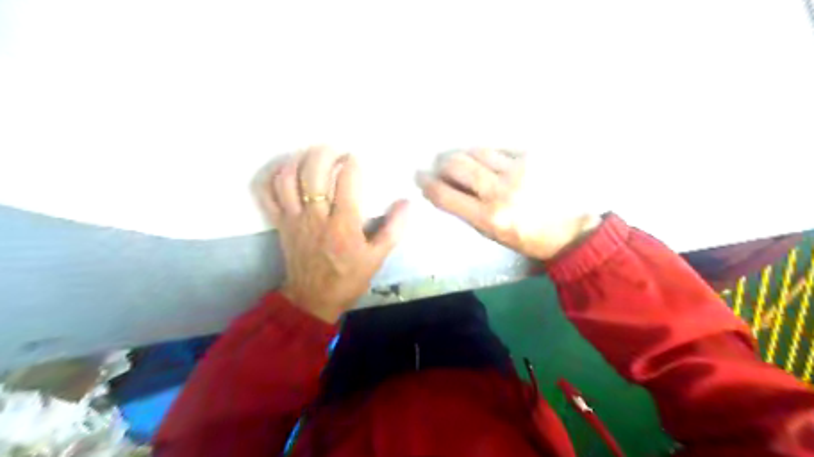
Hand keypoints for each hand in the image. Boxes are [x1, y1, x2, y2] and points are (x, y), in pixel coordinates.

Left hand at [255, 145, 406, 320]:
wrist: (313, 299)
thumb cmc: (348, 278)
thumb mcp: (377, 258)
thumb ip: (393, 230)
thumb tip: (407, 203)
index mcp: (343, 224)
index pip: (347, 182)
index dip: (352, 164)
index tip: (356, 159)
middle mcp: (316, 216)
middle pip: (313, 172)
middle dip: (324, 154)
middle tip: (335, 150)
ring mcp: (294, 219)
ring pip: (288, 179)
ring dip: (299, 160)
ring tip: (312, 156)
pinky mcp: (280, 223)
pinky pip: (267, 195)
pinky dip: (272, 177)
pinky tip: (285, 170)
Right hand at [419, 149, 595, 257]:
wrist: (572, 230)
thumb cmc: (528, 239)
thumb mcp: (493, 235)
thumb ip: (468, 212)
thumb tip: (447, 190)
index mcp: (489, 217)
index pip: (446, 196)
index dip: (428, 184)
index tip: (420, 176)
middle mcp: (501, 191)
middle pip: (458, 166)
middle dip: (442, 164)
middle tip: (439, 165)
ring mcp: (518, 170)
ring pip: (477, 152)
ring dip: (463, 155)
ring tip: (461, 159)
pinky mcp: (533, 156)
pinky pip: (499, 148)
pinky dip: (487, 152)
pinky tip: (487, 158)